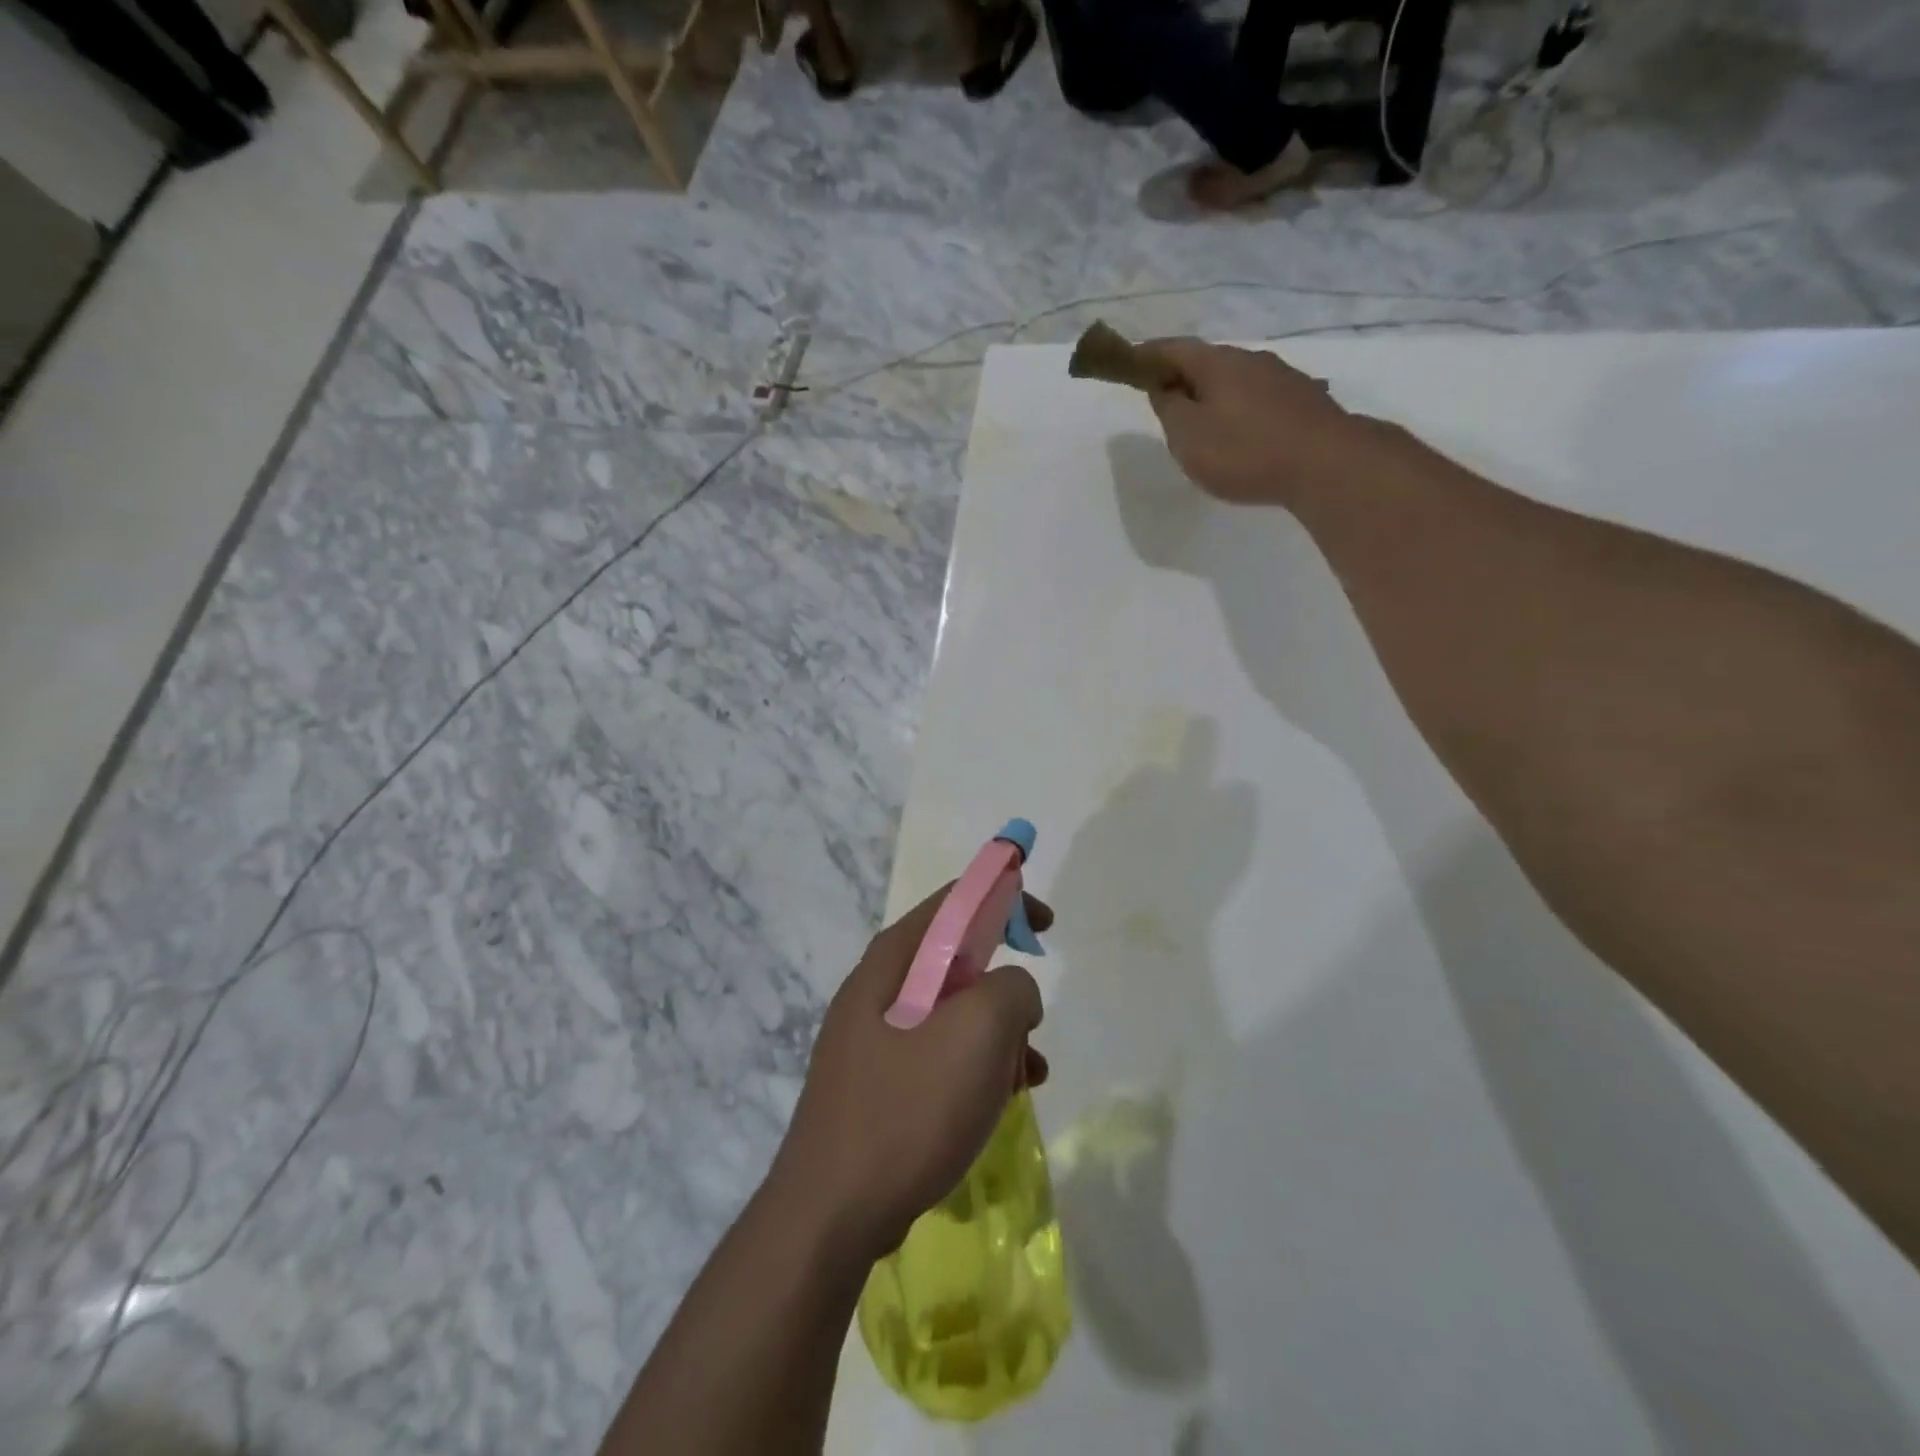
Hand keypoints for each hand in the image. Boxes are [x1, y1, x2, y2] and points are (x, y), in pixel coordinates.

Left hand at [768, 885, 1052, 1261]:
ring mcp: (874, 1041)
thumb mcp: (977, 1033)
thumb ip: (1010, 989)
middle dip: (1003, 987)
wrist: (830, 1216)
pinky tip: (1000, 1102)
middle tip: (1030, 1020)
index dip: (1002, 898)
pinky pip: (939, 1058)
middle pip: (954, 962)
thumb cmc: (907, 1110)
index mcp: (891, 963)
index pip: (952, 903)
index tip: (1044, 924)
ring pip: (952, 1015)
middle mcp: (877, 991)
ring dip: (997, 1036)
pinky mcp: (879, 1086)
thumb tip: (1013, 990)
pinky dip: (975, 1069)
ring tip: (1025, 1074)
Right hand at [1137, 337, 1357, 506]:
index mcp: (1217, 363)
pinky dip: (1240, 410)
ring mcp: (1282, 378)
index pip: (1173, 348)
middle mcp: (1251, 359)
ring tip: (1204, 423)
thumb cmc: (1244, 450)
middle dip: (1183, 377)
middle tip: (1165, 400)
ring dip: (1215, 395)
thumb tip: (1164, 387)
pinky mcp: (1304, 401)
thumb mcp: (1188, 436)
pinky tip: (1242, 432)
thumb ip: (1169, 409)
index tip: (1129, 362)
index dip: (1148, 354)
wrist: (1325, 464)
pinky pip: (1259, 399)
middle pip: (1207, 362)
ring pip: (1236, 380)